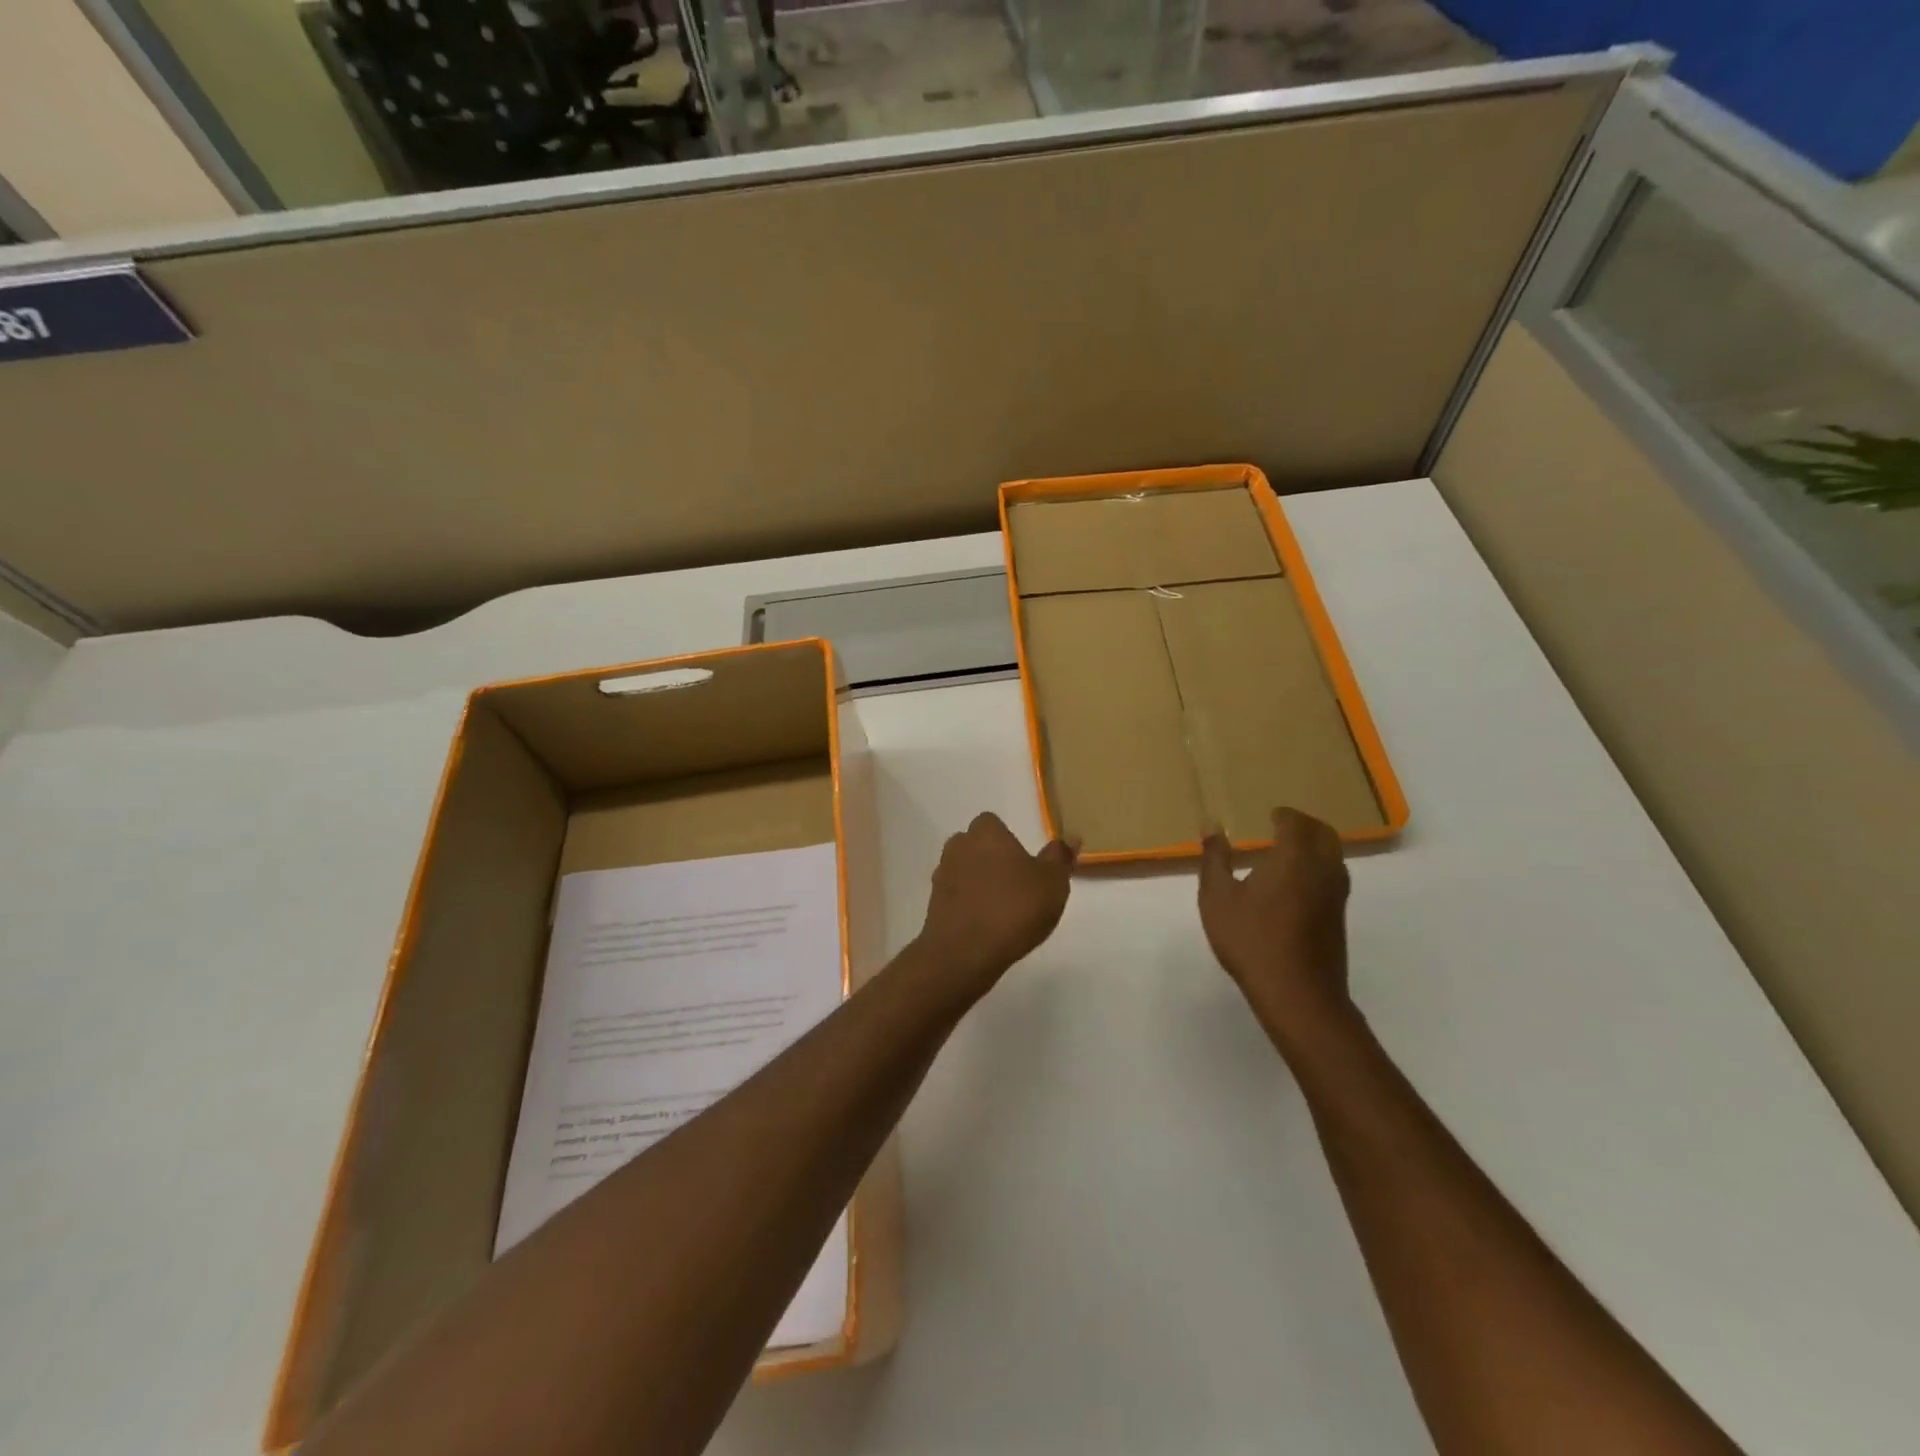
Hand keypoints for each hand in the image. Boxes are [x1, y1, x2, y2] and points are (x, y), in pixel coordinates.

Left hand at [914, 812, 1074, 999]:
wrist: (965, 952)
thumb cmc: (1014, 908)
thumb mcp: (1052, 882)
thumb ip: (1060, 857)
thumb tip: (1069, 837)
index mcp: (986, 833)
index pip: (992, 823)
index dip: (1007, 840)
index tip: (1024, 863)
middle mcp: (959, 847)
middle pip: (976, 845)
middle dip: (991, 860)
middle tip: (1016, 886)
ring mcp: (942, 876)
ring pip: (964, 871)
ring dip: (978, 883)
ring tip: (1002, 909)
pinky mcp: (933, 905)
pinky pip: (955, 897)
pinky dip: (968, 905)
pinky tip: (986, 926)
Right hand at [1198, 808, 1353, 1050]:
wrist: (1297, 995)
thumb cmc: (1252, 940)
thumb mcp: (1218, 897)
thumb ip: (1215, 857)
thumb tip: (1212, 823)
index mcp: (1294, 857)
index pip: (1296, 822)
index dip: (1283, 815)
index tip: (1268, 814)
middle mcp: (1323, 869)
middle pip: (1324, 833)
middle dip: (1304, 824)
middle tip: (1281, 826)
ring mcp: (1336, 896)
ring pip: (1334, 856)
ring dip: (1315, 846)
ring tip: (1288, 852)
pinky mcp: (1338, 918)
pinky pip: (1333, 877)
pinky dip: (1318, 868)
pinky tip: (1295, 886)